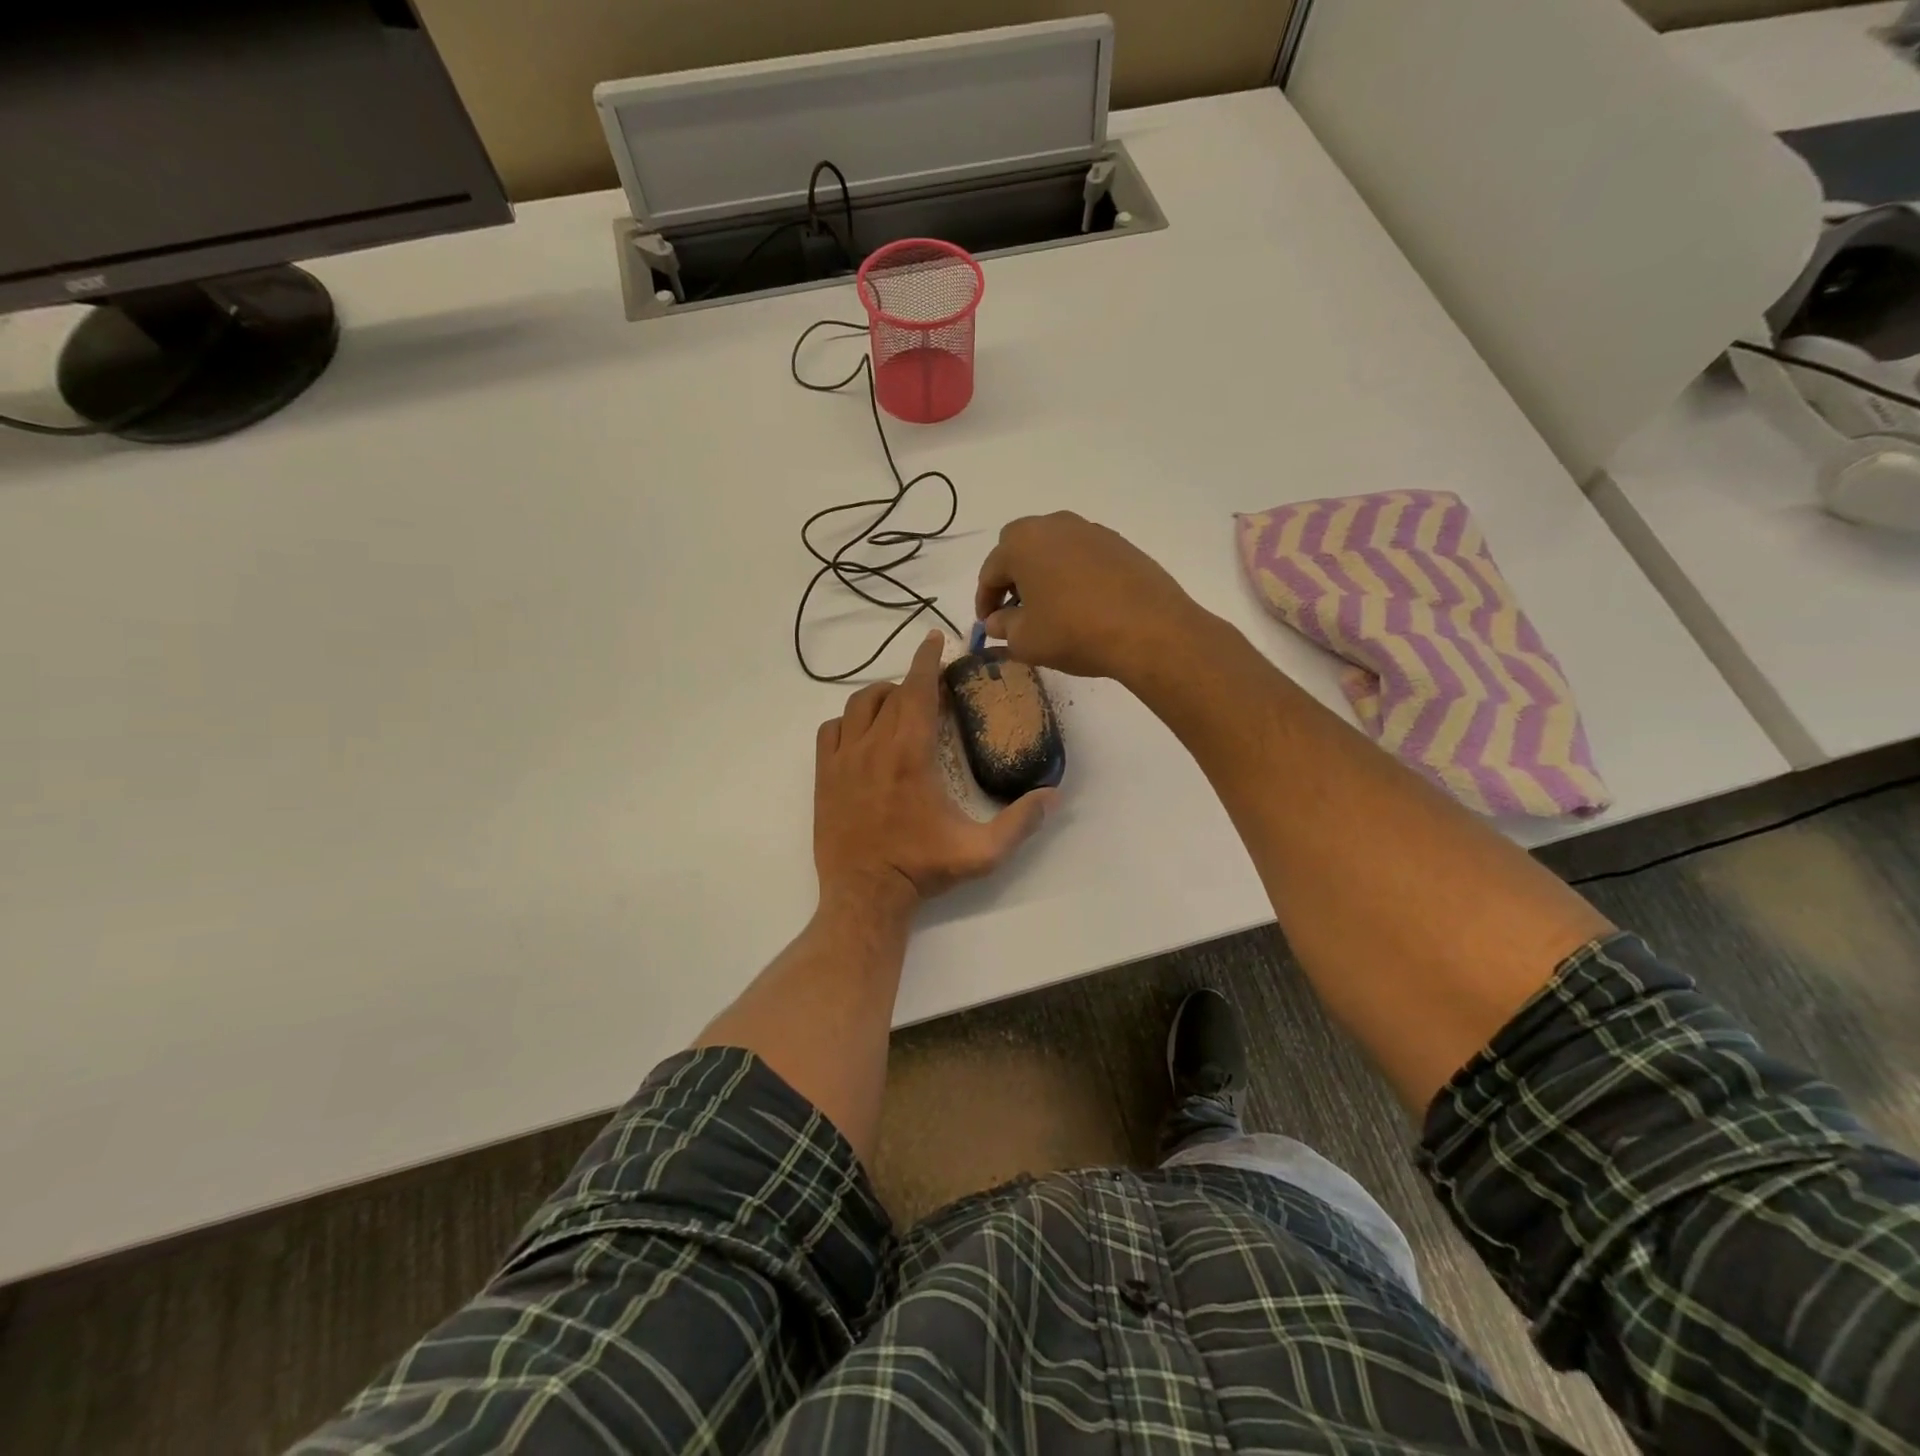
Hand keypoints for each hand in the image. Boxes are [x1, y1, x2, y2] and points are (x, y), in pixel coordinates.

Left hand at [814, 630, 1054, 915]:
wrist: (865, 895)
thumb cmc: (922, 869)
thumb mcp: (981, 852)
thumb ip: (1021, 822)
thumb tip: (1054, 795)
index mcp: (911, 754)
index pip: (918, 689)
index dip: (927, 659)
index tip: (935, 638)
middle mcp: (873, 746)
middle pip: (890, 693)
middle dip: (912, 680)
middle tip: (931, 687)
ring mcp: (843, 759)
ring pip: (858, 705)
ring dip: (881, 697)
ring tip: (899, 705)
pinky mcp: (823, 775)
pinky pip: (831, 729)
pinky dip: (848, 721)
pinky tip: (862, 733)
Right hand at [975, 512, 1206, 682]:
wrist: (1148, 630)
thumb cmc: (1074, 632)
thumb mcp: (1026, 640)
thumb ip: (1003, 627)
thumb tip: (997, 621)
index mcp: (1022, 543)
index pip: (990, 571)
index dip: (984, 600)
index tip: (987, 625)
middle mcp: (1055, 525)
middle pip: (1020, 549)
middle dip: (1012, 578)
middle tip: (1014, 610)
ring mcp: (1091, 531)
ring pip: (1054, 550)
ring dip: (1044, 574)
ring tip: (1049, 608)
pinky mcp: (1121, 545)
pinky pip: (1083, 557)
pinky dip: (1074, 576)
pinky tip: (1081, 605)